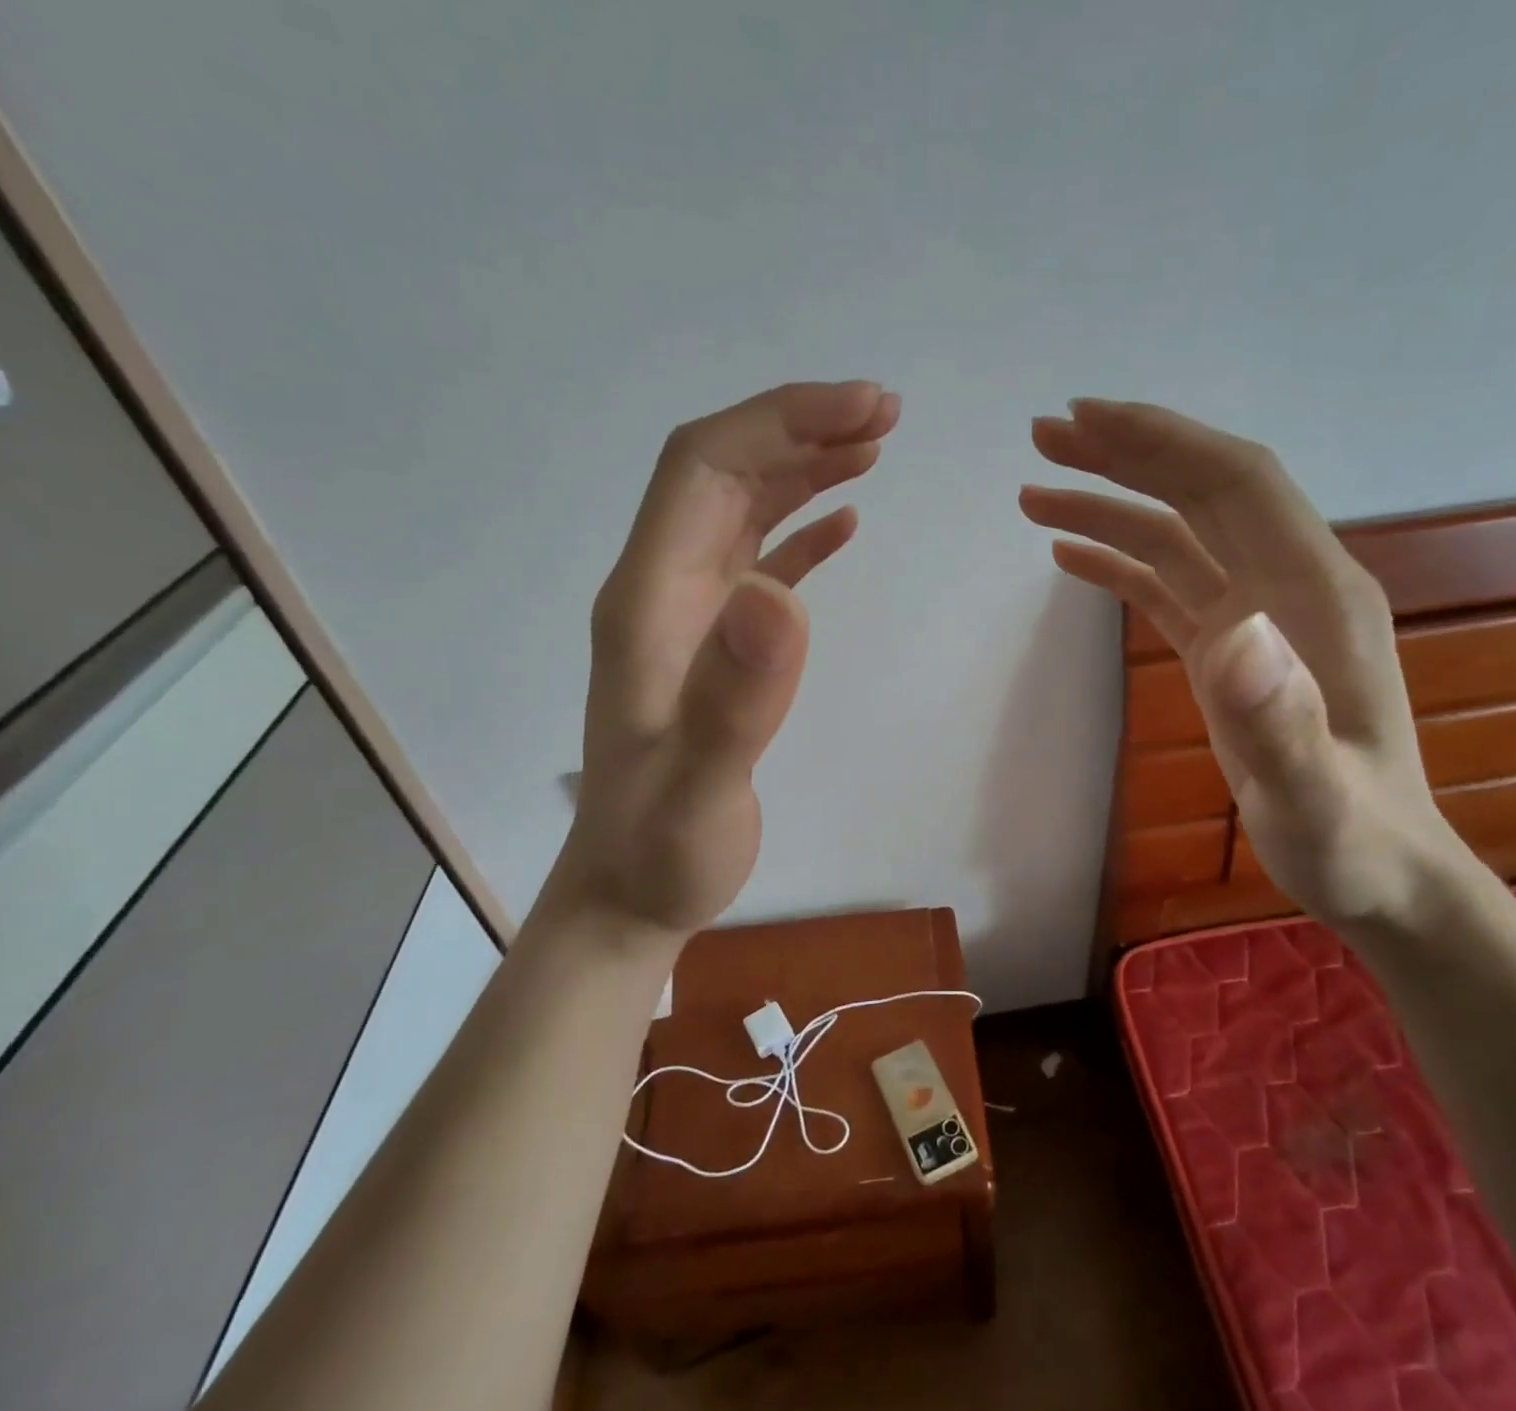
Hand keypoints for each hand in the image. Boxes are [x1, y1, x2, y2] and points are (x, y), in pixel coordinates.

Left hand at [552, 380, 899, 939]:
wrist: (628, 894)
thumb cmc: (660, 851)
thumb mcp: (699, 791)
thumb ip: (734, 700)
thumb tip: (782, 596)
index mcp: (648, 602)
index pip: (704, 469)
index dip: (779, 422)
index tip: (862, 412)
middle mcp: (661, 591)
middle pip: (723, 472)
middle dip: (800, 426)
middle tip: (886, 414)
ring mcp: (688, 616)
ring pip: (742, 508)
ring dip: (804, 466)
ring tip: (874, 445)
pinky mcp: (715, 646)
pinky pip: (758, 561)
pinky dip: (801, 529)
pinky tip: (844, 520)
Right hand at [1020, 399, 1458, 928]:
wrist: (1382, 873)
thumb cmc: (1353, 841)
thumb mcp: (1317, 798)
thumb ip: (1281, 720)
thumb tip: (1232, 633)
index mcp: (1316, 597)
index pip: (1237, 485)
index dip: (1164, 442)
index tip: (1086, 421)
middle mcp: (1289, 587)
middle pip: (1203, 492)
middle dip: (1125, 455)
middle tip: (1044, 437)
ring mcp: (1259, 618)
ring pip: (1178, 536)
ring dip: (1110, 507)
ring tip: (1034, 497)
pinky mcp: (1233, 650)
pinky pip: (1170, 586)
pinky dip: (1120, 564)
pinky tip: (1070, 558)